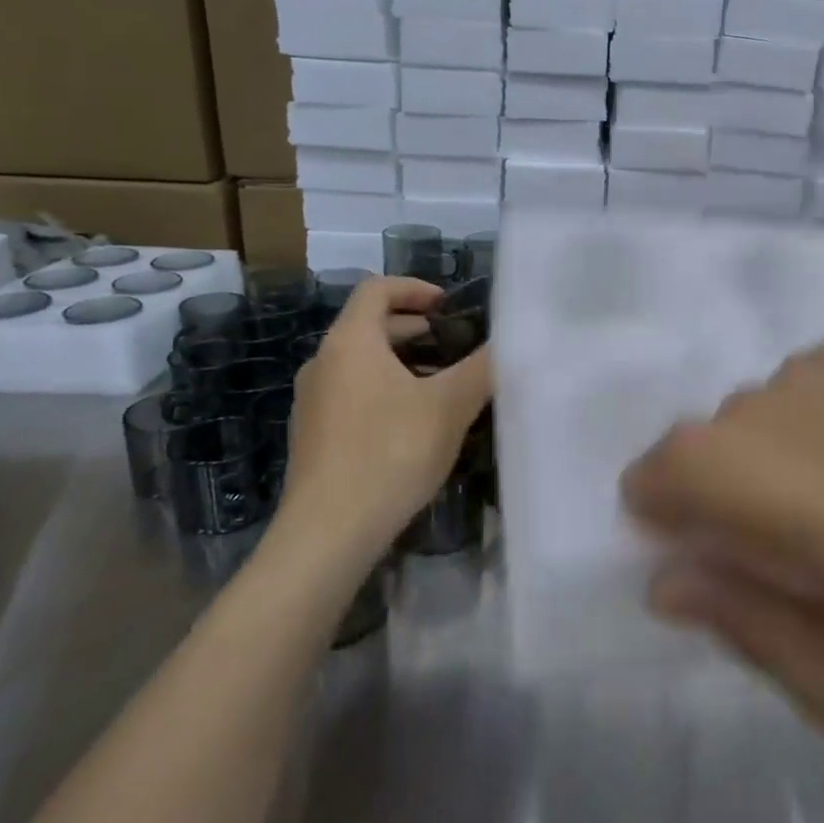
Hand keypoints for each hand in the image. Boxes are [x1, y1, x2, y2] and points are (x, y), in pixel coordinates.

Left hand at [275, 277, 490, 560]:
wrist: (327, 534)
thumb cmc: (390, 454)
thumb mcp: (449, 406)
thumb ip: (483, 367)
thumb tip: (510, 341)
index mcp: (350, 342)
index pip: (378, 289)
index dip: (416, 288)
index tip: (450, 307)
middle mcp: (323, 362)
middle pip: (370, 326)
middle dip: (417, 330)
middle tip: (457, 347)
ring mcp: (313, 401)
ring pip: (362, 364)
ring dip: (403, 364)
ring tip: (443, 387)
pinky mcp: (313, 436)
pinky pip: (353, 394)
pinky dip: (385, 392)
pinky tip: (415, 427)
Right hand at [620, 328, 823, 822]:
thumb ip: (780, 646)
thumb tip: (671, 579)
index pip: (721, 464)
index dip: (657, 482)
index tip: (640, 523)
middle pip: (755, 412)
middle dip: (702, 463)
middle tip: (708, 534)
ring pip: (810, 373)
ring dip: (762, 423)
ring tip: (777, 489)